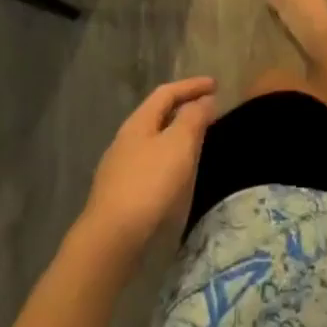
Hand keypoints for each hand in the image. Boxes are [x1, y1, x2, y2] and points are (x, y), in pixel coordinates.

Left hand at [80, 77, 217, 260]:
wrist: (111, 241)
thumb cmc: (149, 184)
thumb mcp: (178, 145)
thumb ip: (193, 118)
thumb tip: (204, 101)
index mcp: (138, 123)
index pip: (166, 93)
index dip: (192, 86)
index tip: (216, 84)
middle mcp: (126, 140)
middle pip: (157, 115)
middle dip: (183, 109)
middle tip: (209, 110)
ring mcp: (120, 169)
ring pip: (153, 141)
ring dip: (177, 135)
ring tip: (198, 141)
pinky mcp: (121, 195)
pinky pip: (151, 164)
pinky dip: (169, 159)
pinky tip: (178, 175)